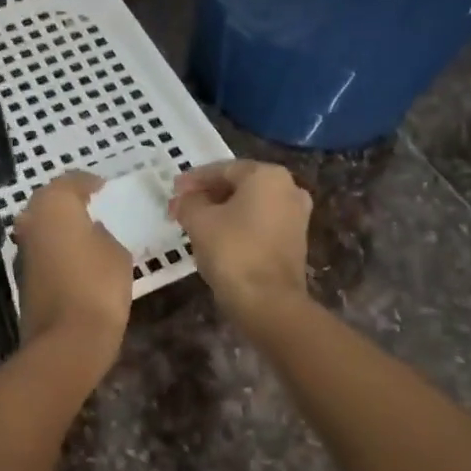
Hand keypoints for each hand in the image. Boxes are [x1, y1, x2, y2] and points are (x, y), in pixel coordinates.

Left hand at [13, 173, 131, 366]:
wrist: (67, 339)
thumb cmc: (98, 285)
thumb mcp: (116, 252)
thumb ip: (102, 234)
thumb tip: (92, 232)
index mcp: (53, 205)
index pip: (70, 181)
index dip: (88, 182)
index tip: (103, 187)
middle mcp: (31, 221)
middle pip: (48, 201)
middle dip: (68, 201)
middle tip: (91, 204)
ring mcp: (22, 250)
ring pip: (41, 226)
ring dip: (59, 225)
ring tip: (85, 230)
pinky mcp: (21, 276)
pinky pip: (42, 250)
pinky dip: (55, 247)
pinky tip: (75, 256)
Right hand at [169, 160, 312, 323]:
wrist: (268, 301)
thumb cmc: (232, 251)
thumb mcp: (199, 221)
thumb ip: (188, 203)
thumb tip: (183, 200)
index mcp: (267, 175)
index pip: (223, 169)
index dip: (194, 179)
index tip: (173, 190)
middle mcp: (289, 188)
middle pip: (239, 184)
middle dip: (208, 194)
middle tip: (182, 205)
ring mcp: (296, 215)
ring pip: (250, 204)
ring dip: (222, 210)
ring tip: (195, 221)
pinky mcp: (295, 240)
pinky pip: (260, 222)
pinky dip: (238, 224)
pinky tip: (217, 236)